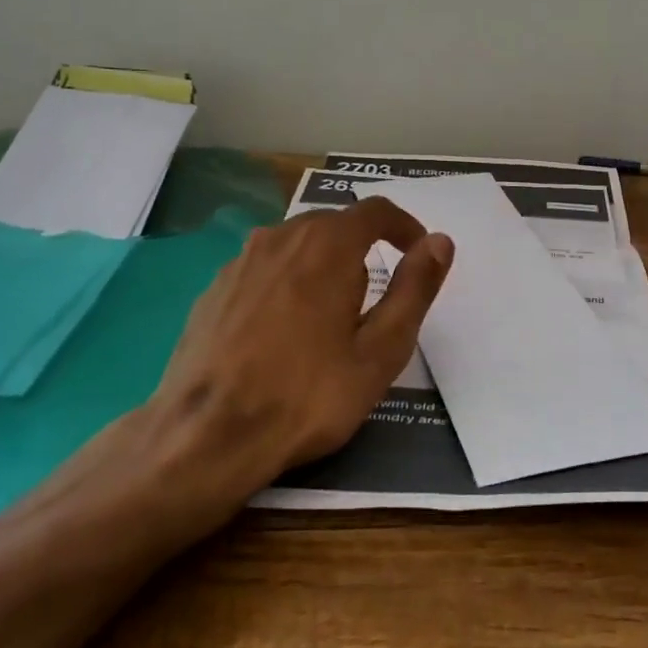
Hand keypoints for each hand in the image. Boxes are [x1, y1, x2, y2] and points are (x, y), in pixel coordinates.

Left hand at [147, 198, 453, 495]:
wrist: (207, 436)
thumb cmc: (308, 395)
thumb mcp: (380, 350)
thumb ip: (414, 289)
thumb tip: (440, 242)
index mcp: (327, 245)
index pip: (376, 211)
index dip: (404, 226)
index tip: (417, 252)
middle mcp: (281, 237)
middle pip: (333, 224)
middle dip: (363, 248)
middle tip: (375, 299)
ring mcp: (240, 261)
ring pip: (296, 245)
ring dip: (322, 264)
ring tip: (330, 316)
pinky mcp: (214, 288)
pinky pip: (264, 268)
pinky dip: (286, 282)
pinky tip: (283, 330)